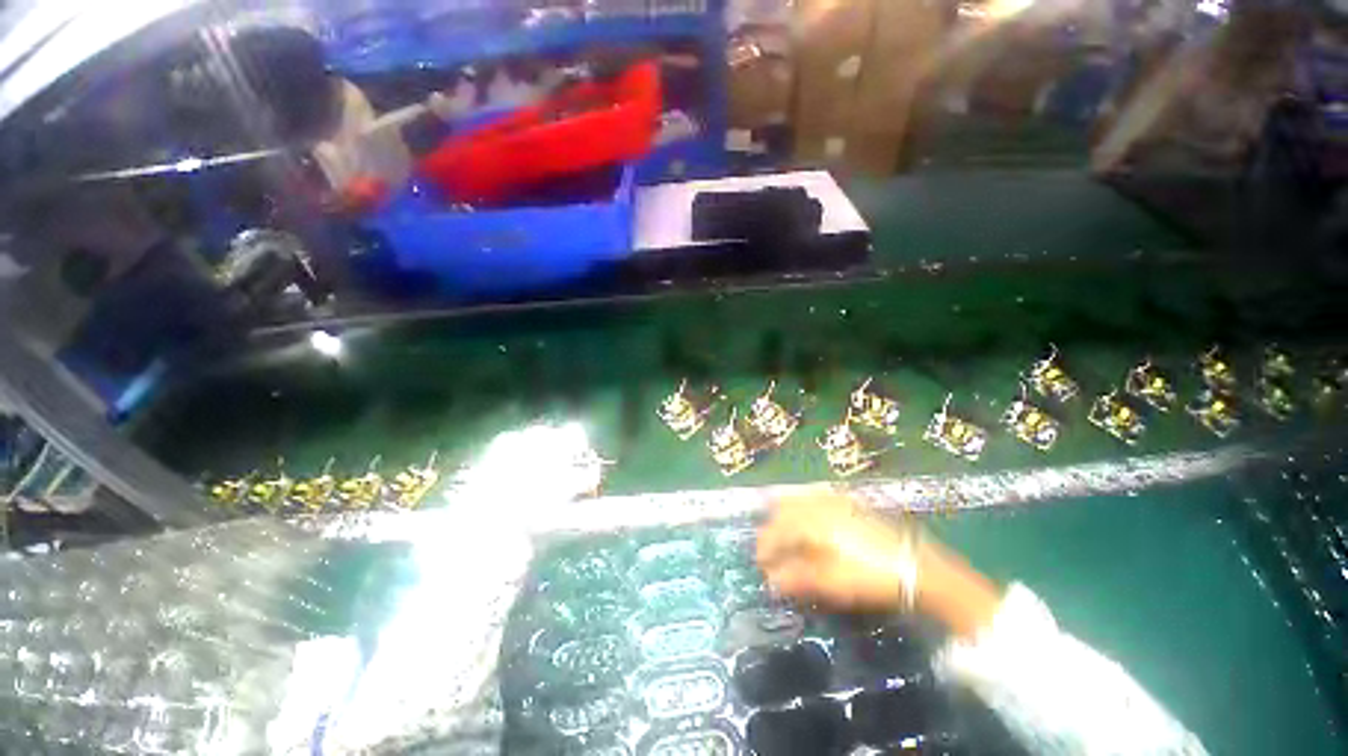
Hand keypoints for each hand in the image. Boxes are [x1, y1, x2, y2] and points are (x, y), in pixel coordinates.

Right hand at [756, 488, 912, 610]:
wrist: (917, 567)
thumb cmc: (871, 577)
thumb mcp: (832, 582)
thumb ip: (797, 578)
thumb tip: (771, 581)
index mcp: (810, 521)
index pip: (776, 530)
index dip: (765, 548)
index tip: (761, 565)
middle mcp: (818, 504)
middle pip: (783, 510)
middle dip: (772, 530)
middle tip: (771, 551)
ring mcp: (834, 499)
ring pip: (797, 499)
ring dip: (786, 516)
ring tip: (785, 537)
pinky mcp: (848, 501)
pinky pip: (814, 497)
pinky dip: (803, 506)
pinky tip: (808, 520)